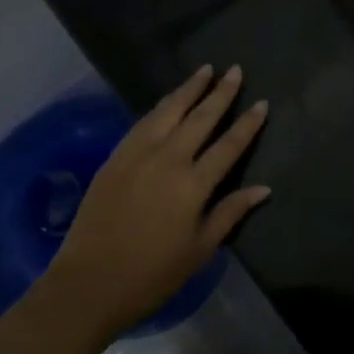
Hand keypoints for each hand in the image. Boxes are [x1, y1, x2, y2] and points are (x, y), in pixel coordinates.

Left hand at [43, 65, 269, 336]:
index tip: (261, 102)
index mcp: (194, 185)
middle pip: (201, 118)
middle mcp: (169, 160)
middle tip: (235, 70)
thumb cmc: (152, 274)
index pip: (229, 144)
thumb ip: (230, 213)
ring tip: (205, 70)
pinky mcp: (116, 157)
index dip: (248, 123)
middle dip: (221, 92)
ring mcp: (139, 154)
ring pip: (170, 110)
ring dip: (189, 88)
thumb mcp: (200, 250)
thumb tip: (264, 188)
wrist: (89, 283)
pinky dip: (161, 106)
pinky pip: (143, 122)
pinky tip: (170, 99)